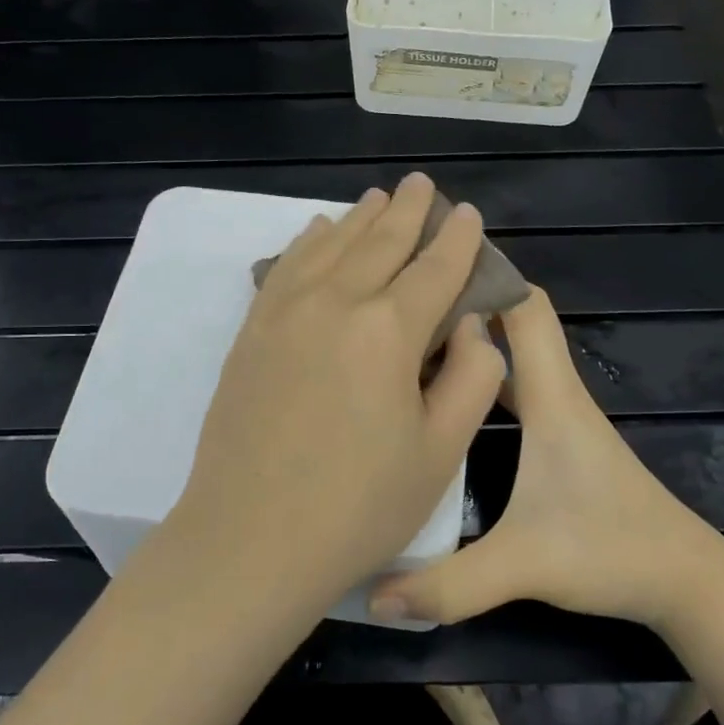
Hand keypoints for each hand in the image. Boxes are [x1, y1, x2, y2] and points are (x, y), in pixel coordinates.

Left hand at [173, 172, 507, 612]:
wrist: (250, 539)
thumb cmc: (358, 507)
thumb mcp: (441, 452)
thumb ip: (471, 378)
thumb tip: (473, 327)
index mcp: (390, 330)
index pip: (435, 269)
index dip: (458, 240)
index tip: (469, 214)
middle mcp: (335, 303)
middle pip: (380, 242)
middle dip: (407, 210)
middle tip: (422, 185)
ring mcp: (285, 312)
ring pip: (331, 245)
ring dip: (360, 218)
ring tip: (378, 198)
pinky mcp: (253, 330)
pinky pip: (285, 266)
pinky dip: (308, 242)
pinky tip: (319, 231)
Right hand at [369, 288, 723, 629]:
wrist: (686, 582)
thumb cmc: (611, 552)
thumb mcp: (523, 567)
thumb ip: (447, 584)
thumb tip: (371, 594)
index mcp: (552, 398)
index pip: (523, 308)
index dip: (486, 273)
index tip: (431, 256)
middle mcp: (557, 393)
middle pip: (514, 319)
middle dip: (467, 296)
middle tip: (405, 290)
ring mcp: (562, 415)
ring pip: (514, 353)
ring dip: (474, 335)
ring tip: (414, 333)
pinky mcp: (561, 438)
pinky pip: (517, 385)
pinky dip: (485, 373)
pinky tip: (448, 390)